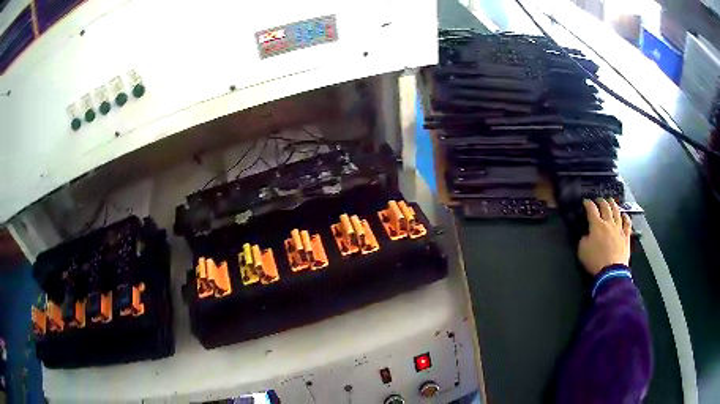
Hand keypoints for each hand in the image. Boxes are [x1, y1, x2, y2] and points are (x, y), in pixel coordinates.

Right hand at [577, 198, 631, 275]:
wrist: (611, 271)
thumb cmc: (595, 261)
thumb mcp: (582, 251)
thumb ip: (584, 239)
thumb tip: (587, 234)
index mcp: (596, 225)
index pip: (591, 209)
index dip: (588, 203)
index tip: (585, 202)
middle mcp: (609, 223)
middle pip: (605, 207)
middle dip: (601, 201)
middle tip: (599, 199)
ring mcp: (619, 229)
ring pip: (617, 212)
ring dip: (613, 205)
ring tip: (611, 201)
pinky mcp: (626, 236)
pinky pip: (627, 224)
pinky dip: (626, 217)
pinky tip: (624, 215)